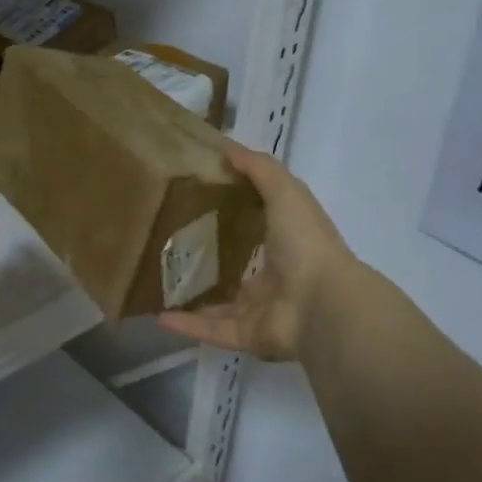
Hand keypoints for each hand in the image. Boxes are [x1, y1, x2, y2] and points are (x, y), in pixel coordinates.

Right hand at [158, 141, 354, 360]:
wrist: (324, 305)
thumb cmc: (306, 242)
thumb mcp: (285, 192)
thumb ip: (259, 169)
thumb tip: (226, 145)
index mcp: (286, 241)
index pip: (257, 225)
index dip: (232, 212)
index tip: (195, 197)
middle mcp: (275, 276)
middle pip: (236, 267)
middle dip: (207, 258)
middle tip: (167, 244)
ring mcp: (261, 309)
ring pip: (220, 304)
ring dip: (192, 297)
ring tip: (157, 284)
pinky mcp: (248, 336)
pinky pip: (212, 331)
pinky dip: (187, 326)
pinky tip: (157, 316)